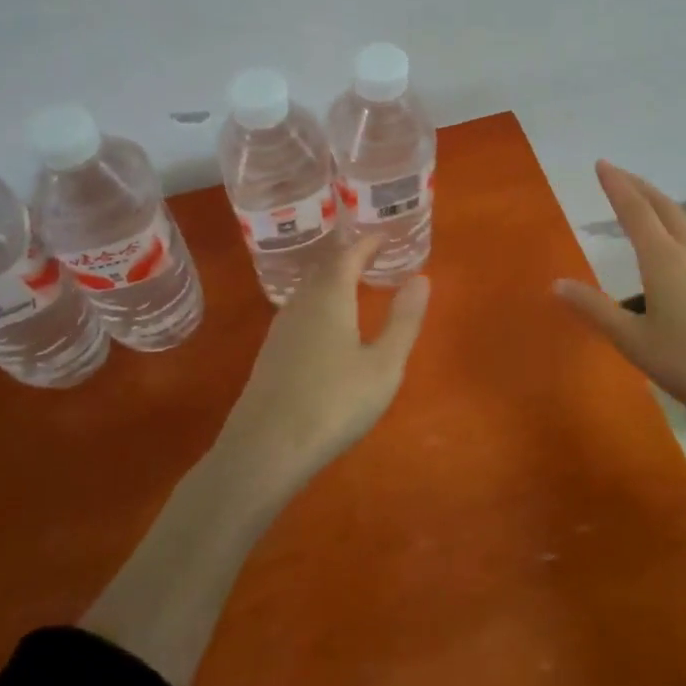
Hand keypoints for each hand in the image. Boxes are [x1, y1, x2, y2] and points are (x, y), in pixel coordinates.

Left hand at [219, 233, 431, 481]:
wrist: (264, 450)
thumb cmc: (334, 403)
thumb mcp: (384, 364)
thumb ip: (404, 319)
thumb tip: (421, 277)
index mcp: (330, 297)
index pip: (349, 255)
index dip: (367, 243)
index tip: (385, 236)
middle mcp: (301, 303)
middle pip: (324, 269)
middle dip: (349, 258)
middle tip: (372, 255)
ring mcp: (280, 330)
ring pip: (308, 290)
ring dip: (331, 280)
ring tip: (353, 284)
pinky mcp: (270, 355)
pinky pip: (299, 312)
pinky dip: (319, 303)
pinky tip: (326, 325)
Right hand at [555, 161, 685, 430]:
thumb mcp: (635, 342)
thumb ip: (597, 310)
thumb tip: (557, 284)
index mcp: (664, 260)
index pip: (635, 211)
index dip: (616, 186)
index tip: (602, 164)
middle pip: (664, 207)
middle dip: (639, 186)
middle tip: (619, 174)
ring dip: (662, 204)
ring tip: (646, 202)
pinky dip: (680, 225)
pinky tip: (682, 243)